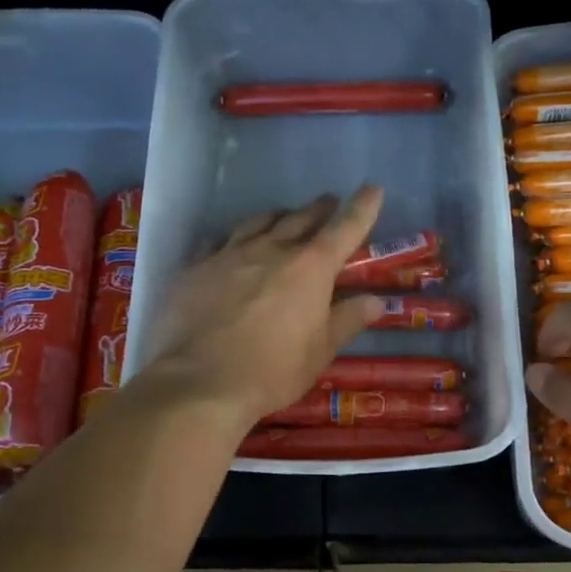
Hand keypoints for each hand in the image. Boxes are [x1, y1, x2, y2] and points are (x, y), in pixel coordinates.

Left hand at [140, 187, 385, 425]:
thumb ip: (347, 321)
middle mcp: (270, 250)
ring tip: (283, 217)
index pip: (344, 229)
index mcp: (309, 268)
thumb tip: (375, 301)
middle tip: (327, 203)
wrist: (200, 382)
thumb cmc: (272, 371)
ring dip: (277, 217)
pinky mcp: (195, 268)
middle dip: (318, 209)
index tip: (372, 189)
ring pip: (257, 223)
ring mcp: (228, 255)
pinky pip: (219, 242)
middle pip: (299, 219)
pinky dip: (235, 240)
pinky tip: (232, 247)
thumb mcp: (320, 352)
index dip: (361, 208)